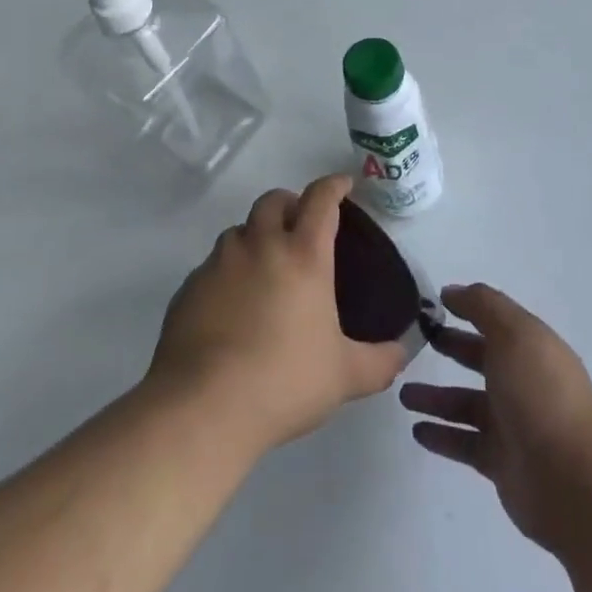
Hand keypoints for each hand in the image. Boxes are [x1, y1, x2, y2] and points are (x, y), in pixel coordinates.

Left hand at [148, 175, 406, 456]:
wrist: (203, 408)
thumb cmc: (283, 382)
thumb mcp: (344, 377)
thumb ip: (379, 362)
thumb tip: (401, 353)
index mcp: (303, 256)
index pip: (320, 200)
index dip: (334, 185)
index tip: (343, 184)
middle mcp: (260, 246)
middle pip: (273, 200)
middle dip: (289, 203)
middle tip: (300, 226)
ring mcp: (219, 264)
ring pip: (239, 230)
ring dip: (255, 236)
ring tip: (264, 267)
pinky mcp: (189, 287)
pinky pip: (212, 265)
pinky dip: (227, 272)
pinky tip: (232, 306)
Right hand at [401, 284, 591, 554]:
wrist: (573, 482)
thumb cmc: (542, 395)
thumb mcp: (514, 334)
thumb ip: (483, 306)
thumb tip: (452, 291)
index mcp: (532, 347)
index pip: (495, 320)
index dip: (467, 308)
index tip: (432, 303)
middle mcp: (523, 381)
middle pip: (481, 358)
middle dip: (452, 347)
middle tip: (416, 341)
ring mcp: (512, 423)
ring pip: (466, 402)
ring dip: (436, 397)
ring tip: (403, 394)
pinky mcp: (500, 462)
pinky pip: (464, 442)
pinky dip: (441, 435)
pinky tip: (417, 430)